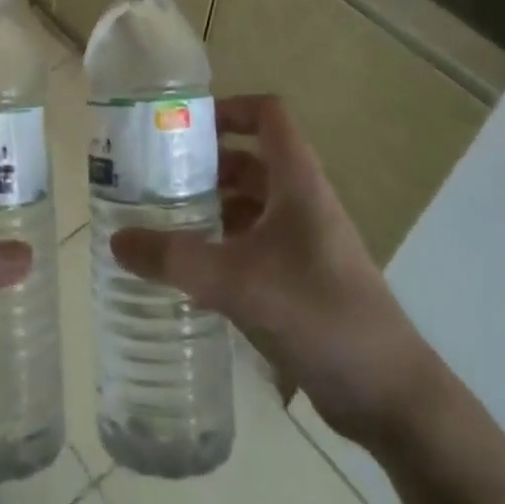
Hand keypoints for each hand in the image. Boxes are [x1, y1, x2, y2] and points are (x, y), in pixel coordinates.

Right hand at [109, 94, 445, 451]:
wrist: (389, 394)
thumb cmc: (318, 314)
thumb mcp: (237, 281)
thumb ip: (173, 260)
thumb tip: (116, 241)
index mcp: (297, 182)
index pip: (267, 116)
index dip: (228, 109)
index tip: (183, 126)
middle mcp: (301, 202)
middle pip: (250, 160)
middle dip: (205, 164)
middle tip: (156, 177)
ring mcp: (304, 242)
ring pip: (251, 205)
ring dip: (212, 206)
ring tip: (163, 221)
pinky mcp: (301, 279)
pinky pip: (254, 245)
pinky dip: (223, 245)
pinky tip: (190, 269)